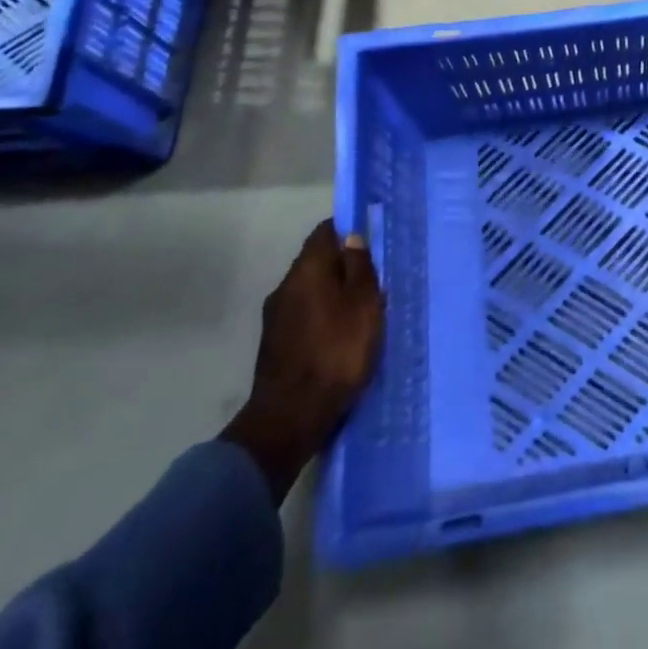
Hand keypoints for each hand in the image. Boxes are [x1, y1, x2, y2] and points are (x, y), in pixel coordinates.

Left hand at [220, 221, 384, 502]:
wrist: (290, 418)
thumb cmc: (337, 351)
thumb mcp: (364, 304)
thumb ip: (360, 267)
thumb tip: (352, 238)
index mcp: (307, 269)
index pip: (325, 232)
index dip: (348, 231)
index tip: (371, 242)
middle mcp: (285, 286)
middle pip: (317, 262)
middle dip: (343, 266)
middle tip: (373, 280)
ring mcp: (275, 317)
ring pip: (310, 291)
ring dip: (332, 295)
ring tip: (359, 311)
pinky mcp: (274, 346)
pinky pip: (304, 317)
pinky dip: (322, 318)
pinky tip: (339, 336)